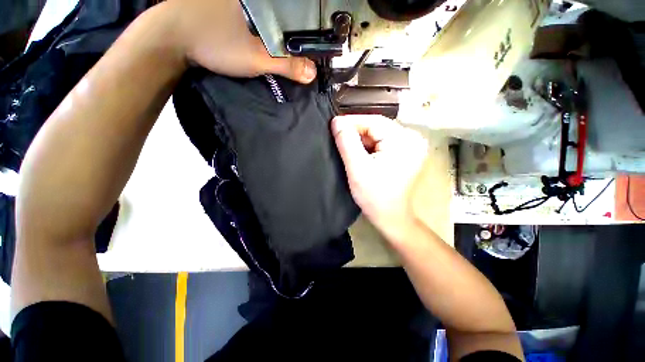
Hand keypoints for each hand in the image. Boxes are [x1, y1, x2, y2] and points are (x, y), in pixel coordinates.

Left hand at [163, 0, 315, 81]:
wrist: (171, 38)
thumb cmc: (215, 42)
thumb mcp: (256, 58)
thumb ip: (286, 65)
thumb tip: (312, 72)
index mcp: (262, 2)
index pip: (295, 14)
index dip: (308, 31)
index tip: (315, 47)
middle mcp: (253, 0)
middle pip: (283, 16)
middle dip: (295, 34)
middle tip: (302, 52)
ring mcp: (239, 3)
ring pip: (269, 18)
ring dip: (279, 34)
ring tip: (288, 49)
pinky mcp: (227, 9)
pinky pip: (254, 19)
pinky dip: (264, 30)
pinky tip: (265, 41)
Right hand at [332, 115, 428, 241]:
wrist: (391, 217)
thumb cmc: (374, 196)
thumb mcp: (357, 168)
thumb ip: (346, 142)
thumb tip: (337, 121)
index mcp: (403, 140)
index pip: (373, 121)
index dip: (351, 122)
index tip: (333, 125)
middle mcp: (411, 138)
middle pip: (377, 127)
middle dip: (355, 132)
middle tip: (337, 137)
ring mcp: (410, 146)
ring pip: (378, 135)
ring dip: (361, 139)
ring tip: (345, 145)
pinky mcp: (405, 153)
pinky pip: (382, 143)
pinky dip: (369, 146)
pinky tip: (359, 153)